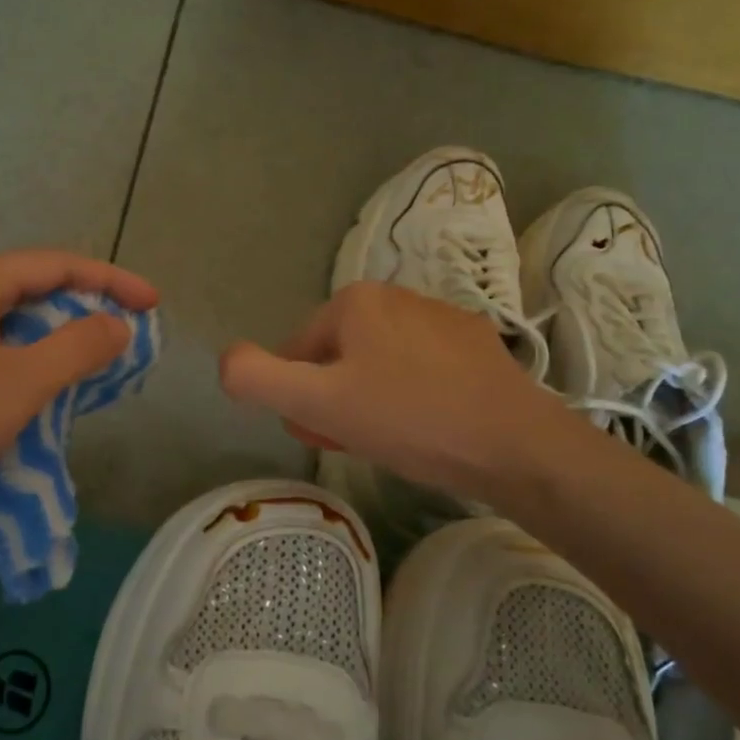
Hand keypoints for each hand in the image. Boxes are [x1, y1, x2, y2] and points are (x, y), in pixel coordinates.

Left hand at [0, 250, 159, 546]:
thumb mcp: (20, 384)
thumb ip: (78, 346)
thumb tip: (115, 323)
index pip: (56, 263)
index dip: (111, 279)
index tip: (153, 304)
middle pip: (26, 286)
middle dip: (79, 307)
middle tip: (119, 337)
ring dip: (46, 337)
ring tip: (81, 366)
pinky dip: (13, 359)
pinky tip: (23, 391)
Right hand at [219, 282, 580, 502]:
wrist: (515, 445)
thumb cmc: (408, 419)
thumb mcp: (318, 404)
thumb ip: (256, 378)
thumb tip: (224, 360)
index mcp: (353, 301)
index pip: (296, 352)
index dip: (299, 398)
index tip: (322, 433)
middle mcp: (395, 294)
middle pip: (337, 355)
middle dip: (335, 398)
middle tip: (355, 440)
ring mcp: (440, 316)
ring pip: (378, 362)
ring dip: (370, 399)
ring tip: (393, 438)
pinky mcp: (475, 344)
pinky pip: (420, 368)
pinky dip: (411, 395)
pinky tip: (428, 427)